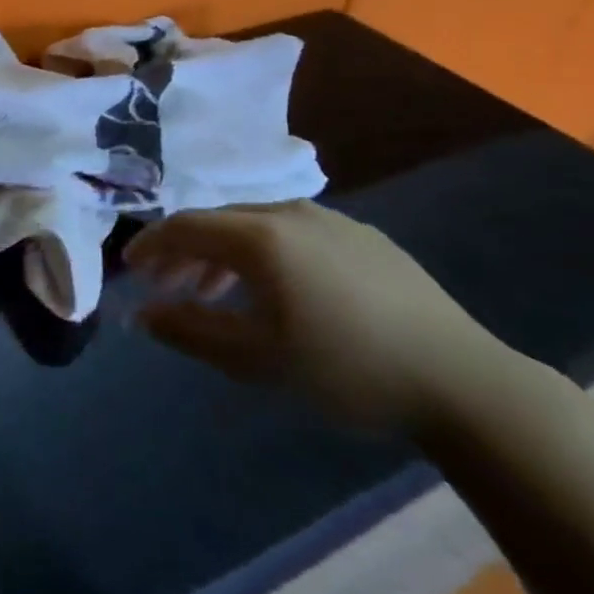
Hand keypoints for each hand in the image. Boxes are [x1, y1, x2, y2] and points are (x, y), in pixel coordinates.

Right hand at [125, 201, 507, 433]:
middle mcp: (289, 211)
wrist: (461, 381)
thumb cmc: (345, 368)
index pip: (185, 226)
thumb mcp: (255, 358)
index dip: (151, 245)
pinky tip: (275, 290)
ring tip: (214, 294)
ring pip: (256, 226)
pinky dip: (265, 255)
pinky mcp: (363, 236)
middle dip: (184, 252)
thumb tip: (139, 315)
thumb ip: (189, 330)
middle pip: (218, 221)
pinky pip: (293, 234)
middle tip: (166, 287)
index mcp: (260, 235)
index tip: (131, 270)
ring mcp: (331, 219)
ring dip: (224, 255)